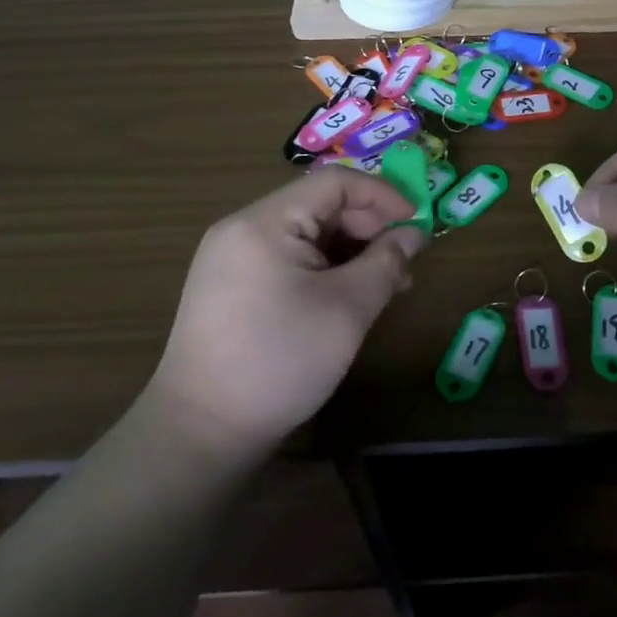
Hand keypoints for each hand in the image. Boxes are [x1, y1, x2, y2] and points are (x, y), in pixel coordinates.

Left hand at [144, 170, 426, 456]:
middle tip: (404, 263)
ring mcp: (231, 257)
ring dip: (349, 250)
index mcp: (264, 222)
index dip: (382, 195)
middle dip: (368, 227)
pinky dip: (323, 267)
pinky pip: (287, 257)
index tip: (418, 223)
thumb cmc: (279, 362)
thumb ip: (386, 263)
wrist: (199, 434)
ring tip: (385, 284)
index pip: (334, 182)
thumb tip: (414, 234)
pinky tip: (347, 296)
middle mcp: (242, 228)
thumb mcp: (347, 310)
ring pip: (305, 233)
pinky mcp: (229, 285)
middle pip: (318, 205)